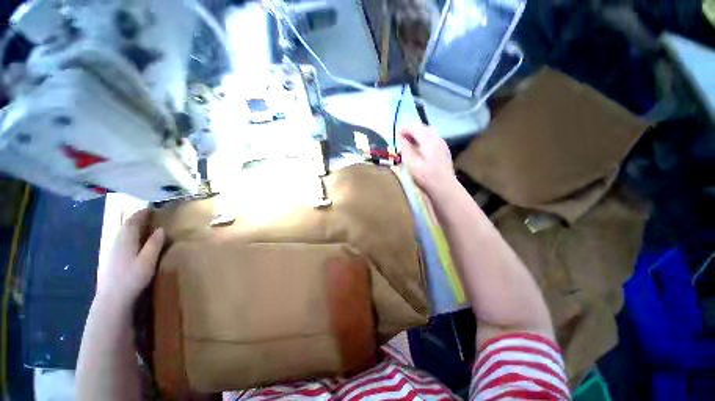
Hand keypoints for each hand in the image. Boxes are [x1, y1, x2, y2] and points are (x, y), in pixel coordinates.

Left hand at [96, 209, 164, 307]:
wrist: (112, 298)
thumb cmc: (132, 278)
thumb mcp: (148, 260)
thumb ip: (154, 244)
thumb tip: (161, 229)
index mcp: (126, 240)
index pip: (133, 221)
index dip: (142, 214)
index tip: (151, 208)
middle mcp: (116, 241)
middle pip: (125, 225)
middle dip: (136, 218)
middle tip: (148, 215)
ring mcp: (111, 250)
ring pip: (121, 233)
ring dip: (131, 226)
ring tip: (142, 226)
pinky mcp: (110, 258)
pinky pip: (120, 240)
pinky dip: (127, 235)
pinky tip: (132, 241)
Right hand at [399, 125, 455, 195]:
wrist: (444, 187)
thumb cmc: (425, 176)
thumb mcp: (411, 163)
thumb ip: (406, 149)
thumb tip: (402, 139)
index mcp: (428, 140)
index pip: (415, 127)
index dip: (405, 129)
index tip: (397, 134)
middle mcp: (437, 139)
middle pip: (424, 128)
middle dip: (412, 131)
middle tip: (403, 138)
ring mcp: (443, 145)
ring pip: (429, 134)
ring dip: (419, 135)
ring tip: (410, 144)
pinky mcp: (444, 152)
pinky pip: (433, 140)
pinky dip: (425, 141)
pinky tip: (421, 150)